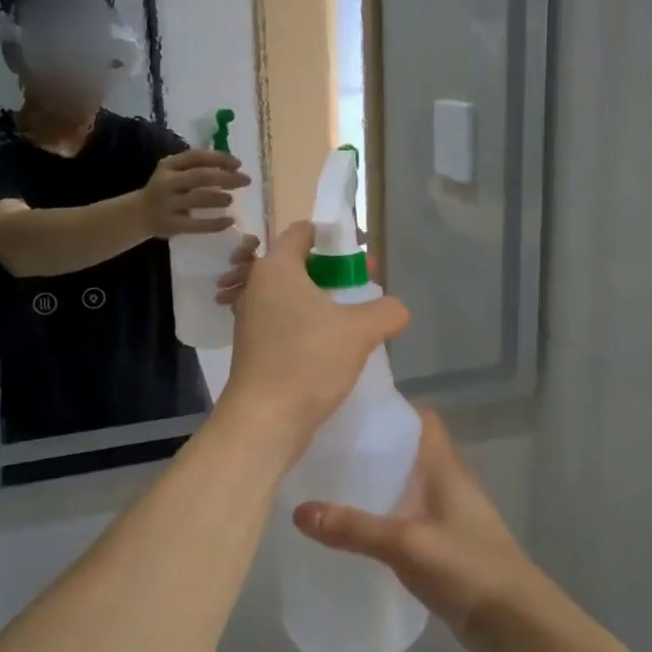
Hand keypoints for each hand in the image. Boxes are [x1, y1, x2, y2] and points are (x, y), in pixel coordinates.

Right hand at [140, 150, 249, 238]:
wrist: (138, 215)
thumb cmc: (166, 190)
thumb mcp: (174, 172)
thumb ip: (196, 167)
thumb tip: (232, 165)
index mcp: (168, 165)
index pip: (196, 156)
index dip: (219, 158)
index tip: (238, 164)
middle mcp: (166, 182)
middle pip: (201, 176)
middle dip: (226, 177)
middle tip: (246, 181)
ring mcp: (167, 204)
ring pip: (199, 199)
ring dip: (219, 198)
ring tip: (231, 199)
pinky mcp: (171, 225)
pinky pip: (197, 225)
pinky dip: (216, 223)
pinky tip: (230, 221)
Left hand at [218, 222, 408, 448]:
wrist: (264, 420)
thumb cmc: (308, 360)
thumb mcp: (359, 330)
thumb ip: (386, 310)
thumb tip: (398, 309)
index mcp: (277, 268)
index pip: (304, 232)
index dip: (336, 236)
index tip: (363, 253)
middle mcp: (258, 286)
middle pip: (301, 263)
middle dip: (337, 271)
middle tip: (368, 285)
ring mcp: (253, 318)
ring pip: (295, 295)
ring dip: (326, 301)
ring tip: (358, 318)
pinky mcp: (256, 347)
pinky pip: (288, 321)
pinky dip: (311, 324)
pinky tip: (336, 345)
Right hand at [292, 409, 540, 651]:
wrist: (516, 625)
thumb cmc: (467, 568)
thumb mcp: (405, 544)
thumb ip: (354, 528)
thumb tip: (299, 511)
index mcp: (445, 466)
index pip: (421, 419)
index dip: (390, 410)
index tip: (349, 411)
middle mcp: (448, 482)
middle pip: (408, 451)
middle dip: (372, 447)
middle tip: (326, 448)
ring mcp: (448, 515)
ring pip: (407, 485)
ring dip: (377, 483)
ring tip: (330, 483)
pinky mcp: (444, 545)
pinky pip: (408, 517)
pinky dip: (384, 516)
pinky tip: (354, 529)